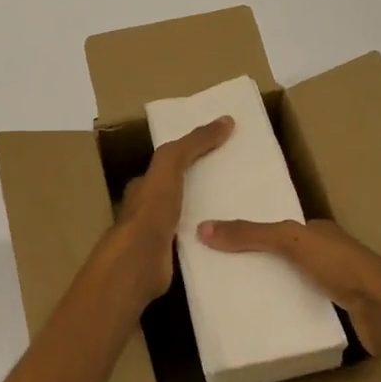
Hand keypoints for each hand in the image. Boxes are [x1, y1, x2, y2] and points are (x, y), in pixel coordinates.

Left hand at [93, 115, 233, 312]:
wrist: (139, 261)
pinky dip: (210, 242)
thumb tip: (226, 120)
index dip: (191, 158)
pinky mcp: (170, 261)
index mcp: (144, 187)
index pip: (168, 167)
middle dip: (203, 189)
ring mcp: (158, 238)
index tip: (221, 156)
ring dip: (209, 217)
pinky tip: (232, 242)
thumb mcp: (171, 165)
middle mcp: (148, 211)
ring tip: (241, 213)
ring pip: (188, 221)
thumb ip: (193, 143)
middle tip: (238, 185)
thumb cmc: (152, 209)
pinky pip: (195, 245)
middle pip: (179, 194)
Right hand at [195, 217, 380, 357]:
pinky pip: (308, 302)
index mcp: (320, 230)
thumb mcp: (290, 242)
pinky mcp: (344, 309)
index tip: (227, 243)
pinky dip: (291, 305)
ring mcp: (340, 281)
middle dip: (263, 260)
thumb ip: (250, 234)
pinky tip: (274, 315)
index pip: (282, 227)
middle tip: (228, 272)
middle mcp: (331, 251)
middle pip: (289, 253)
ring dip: (277, 284)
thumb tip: (203, 228)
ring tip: (244, 295)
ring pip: (299, 279)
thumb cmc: (341, 267)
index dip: (256, 232)